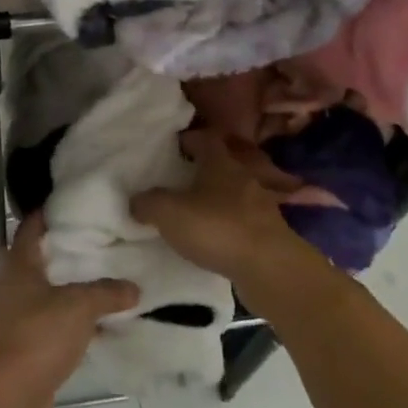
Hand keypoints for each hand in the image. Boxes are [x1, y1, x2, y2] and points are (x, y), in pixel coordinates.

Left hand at [0, 211, 138, 407]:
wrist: (9, 397)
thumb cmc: (38, 336)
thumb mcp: (79, 306)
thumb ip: (107, 292)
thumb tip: (134, 287)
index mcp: (18, 267)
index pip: (29, 228)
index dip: (46, 213)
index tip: (69, 204)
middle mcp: (12, 287)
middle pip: (38, 260)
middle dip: (63, 251)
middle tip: (96, 241)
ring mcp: (15, 319)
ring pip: (45, 294)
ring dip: (68, 288)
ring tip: (102, 279)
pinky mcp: (24, 347)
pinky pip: (50, 324)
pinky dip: (69, 320)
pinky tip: (96, 324)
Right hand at [131, 129, 319, 287]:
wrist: (271, 269)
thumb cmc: (217, 228)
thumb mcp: (169, 213)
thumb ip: (148, 203)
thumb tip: (136, 201)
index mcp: (221, 162)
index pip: (205, 138)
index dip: (188, 139)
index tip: (172, 147)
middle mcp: (244, 177)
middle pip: (221, 165)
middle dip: (201, 171)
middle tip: (178, 181)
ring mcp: (261, 206)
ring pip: (234, 194)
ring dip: (216, 201)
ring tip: (195, 214)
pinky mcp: (269, 234)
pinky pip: (243, 222)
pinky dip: (229, 226)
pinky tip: (215, 240)